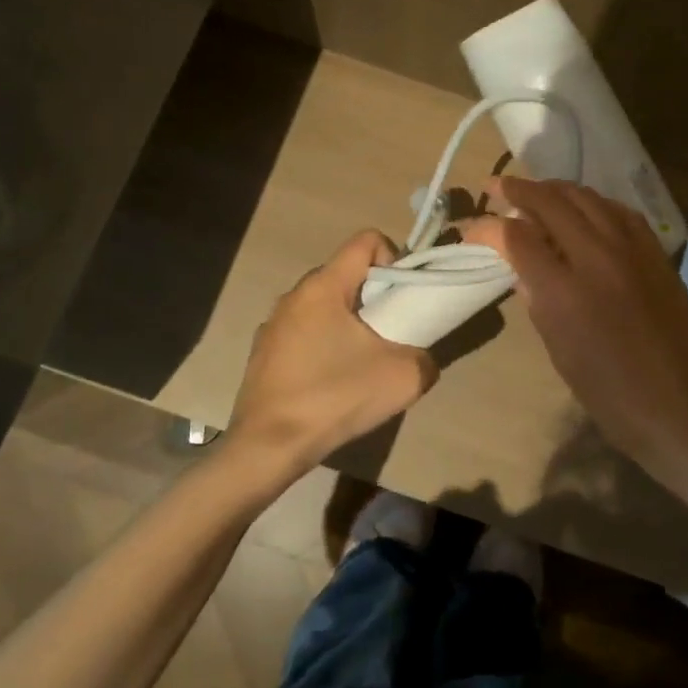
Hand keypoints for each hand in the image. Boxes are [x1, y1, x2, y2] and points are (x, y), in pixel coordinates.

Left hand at [226, 230, 438, 473]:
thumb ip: (425, 357)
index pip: (366, 240)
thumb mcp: (403, 378)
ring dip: (349, 322)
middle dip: (373, 296)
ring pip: (324, 304)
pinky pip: (304, 331)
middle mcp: (294, 294)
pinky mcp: (263, 351)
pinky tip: (330, 382)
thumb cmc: (334, 398)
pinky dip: (324, 344)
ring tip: (360, 363)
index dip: (394, 258)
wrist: (268, 447)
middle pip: (346, 274)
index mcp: (323, 286)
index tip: (401, 299)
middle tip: (389, 334)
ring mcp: (273, 323)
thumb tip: (420, 358)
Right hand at [461, 177, 687, 475]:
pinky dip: (594, 203)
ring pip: (588, 197)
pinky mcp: (657, 253)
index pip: (516, 236)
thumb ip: (536, 297)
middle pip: (552, 202)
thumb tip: (521, 264)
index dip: (487, 227)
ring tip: (537, 192)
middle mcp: (598, 257)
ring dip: (556, 190)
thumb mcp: (557, 348)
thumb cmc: (607, 392)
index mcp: (565, 290)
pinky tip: (585, 209)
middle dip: (518, 189)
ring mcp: (633, 250)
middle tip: (497, 186)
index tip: (471, 229)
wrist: (678, 408)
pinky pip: (620, 211)